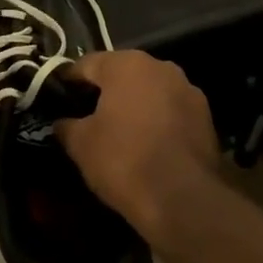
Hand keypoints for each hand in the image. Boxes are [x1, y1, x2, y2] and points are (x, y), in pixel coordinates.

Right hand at [56, 51, 219, 238]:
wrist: (183, 198)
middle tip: (85, 115)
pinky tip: (144, 143)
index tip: (57, 98)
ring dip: (133, 105)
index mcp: (126, 64)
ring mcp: (188, 90)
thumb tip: (61, 123)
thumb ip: (66, 126)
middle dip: (103, 92)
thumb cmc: (124, 160)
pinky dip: (155, 120)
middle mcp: (160, 67)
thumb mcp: (80, 144)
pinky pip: (169, 111)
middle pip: (122, 74)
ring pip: (149, 91)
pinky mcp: (205, 116)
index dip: (68, 81)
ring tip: (116, 131)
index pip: (86, 64)